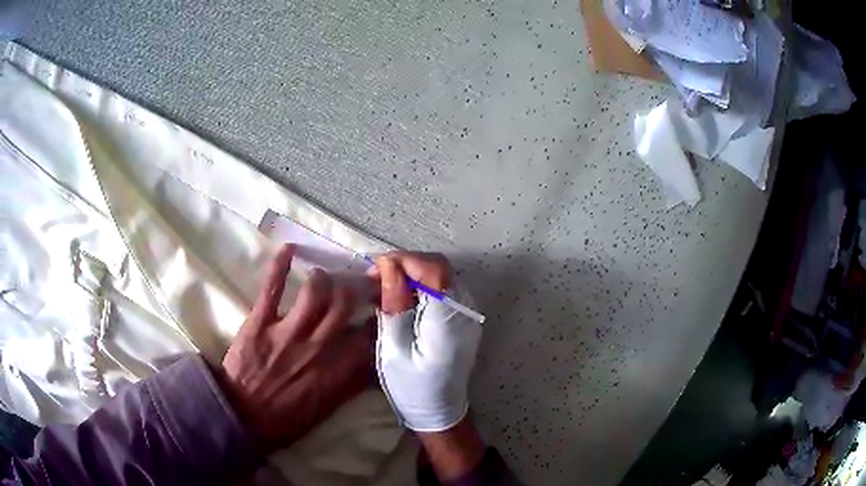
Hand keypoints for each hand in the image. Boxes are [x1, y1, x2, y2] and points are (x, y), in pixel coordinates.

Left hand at [218, 244, 372, 451]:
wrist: (243, 417)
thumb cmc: (287, 418)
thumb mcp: (329, 407)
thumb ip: (352, 384)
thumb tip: (373, 365)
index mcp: (337, 368)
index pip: (369, 334)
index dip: (379, 315)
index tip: (383, 305)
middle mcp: (319, 345)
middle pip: (345, 303)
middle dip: (353, 289)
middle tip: (353, 284)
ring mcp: (288, 331)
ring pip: (316, 291)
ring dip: (323, 279)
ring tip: (321, 277)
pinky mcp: (260, 321)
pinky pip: (273, 287)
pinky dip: (280, 265)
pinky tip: (289, 249)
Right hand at [371, 252, 484, 478]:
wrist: (439, 411)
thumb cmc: (412, 386)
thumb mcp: (393, 347)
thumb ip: (394, 304)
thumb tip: (388, 266)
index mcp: (449, 320)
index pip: (432, 270)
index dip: (403, 260)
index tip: (375, 267)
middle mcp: (465, 311)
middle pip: (439, 268)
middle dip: (405, 264)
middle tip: (375, 277)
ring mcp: (467, 314)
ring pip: (440, 275)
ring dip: (411, 274)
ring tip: (382, 286)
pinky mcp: (463, 318)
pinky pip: (442, 289)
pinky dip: (419, 286)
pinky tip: (399, 298)